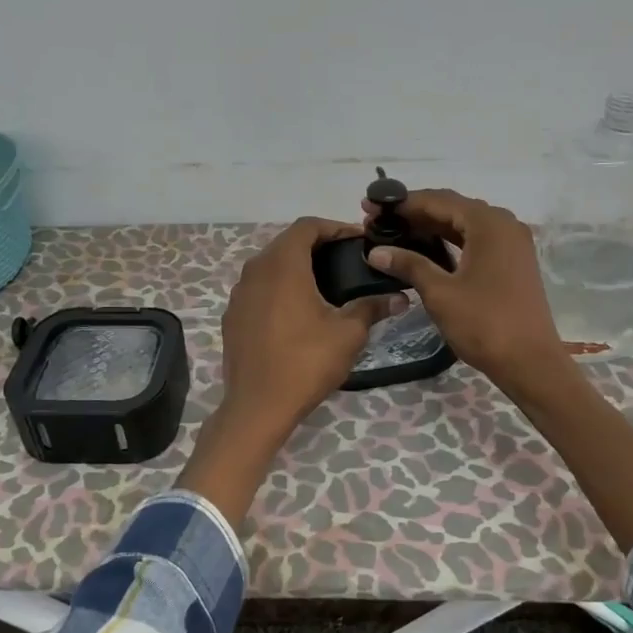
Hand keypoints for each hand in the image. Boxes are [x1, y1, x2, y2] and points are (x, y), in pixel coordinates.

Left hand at [178, 217, 400, 522]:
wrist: (258, 406)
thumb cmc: (306, 362)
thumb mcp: (348, 334)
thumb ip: (371, 307)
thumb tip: (398, 297)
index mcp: (283, 265)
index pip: (307, 226)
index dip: (335, 227)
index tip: (358, 239)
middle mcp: (255, 270)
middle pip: (287, 242)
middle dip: (318, 244)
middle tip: (347, 259)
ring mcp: (239, 293)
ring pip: (270, 265)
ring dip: (297, 265)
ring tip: (326, 282)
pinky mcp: (233, 315)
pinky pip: (259, 287)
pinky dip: (280, 287)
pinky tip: (298, 309)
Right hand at [363, 189, 567, 393]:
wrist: (529, 362)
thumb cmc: (484, 323)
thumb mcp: (440, 293)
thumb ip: (409, 264)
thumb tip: (375, 251)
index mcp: (488, 223)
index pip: (438, 200)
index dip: (402, 203)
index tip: (370, 207)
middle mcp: (504, 224)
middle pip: (453, 208)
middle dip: (415, 213)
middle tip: (378, 221)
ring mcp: (512, 243)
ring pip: (465, 224)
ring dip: (432, 226)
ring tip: (397, 233)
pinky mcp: (513, 262)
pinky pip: (476, 240)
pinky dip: (450, 241)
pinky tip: (427, 249)